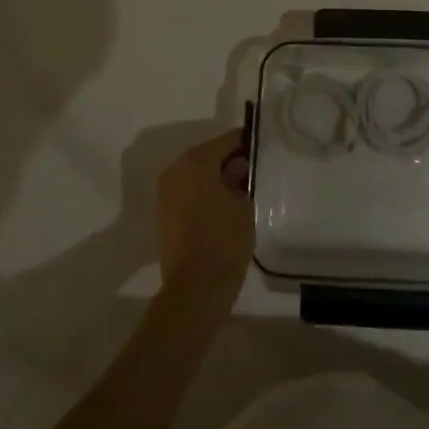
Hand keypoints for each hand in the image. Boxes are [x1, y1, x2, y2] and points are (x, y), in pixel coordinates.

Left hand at [156, 129, 253, 308]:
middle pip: (209, 155)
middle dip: (230, 160)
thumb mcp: (244, 203)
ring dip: (216, 177)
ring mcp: (166, 192)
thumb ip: (240, 177)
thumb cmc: (224, 239)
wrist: (195, 288)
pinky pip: (188, 191)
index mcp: (197, 160)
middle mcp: (176, 169)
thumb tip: (237, 167)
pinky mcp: (164, 213)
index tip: (264, 150)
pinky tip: (224, 206)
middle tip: (255, 172)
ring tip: (242, 190)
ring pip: (197, 174)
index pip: (227, 140)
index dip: (247, 143)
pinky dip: (204, 193)